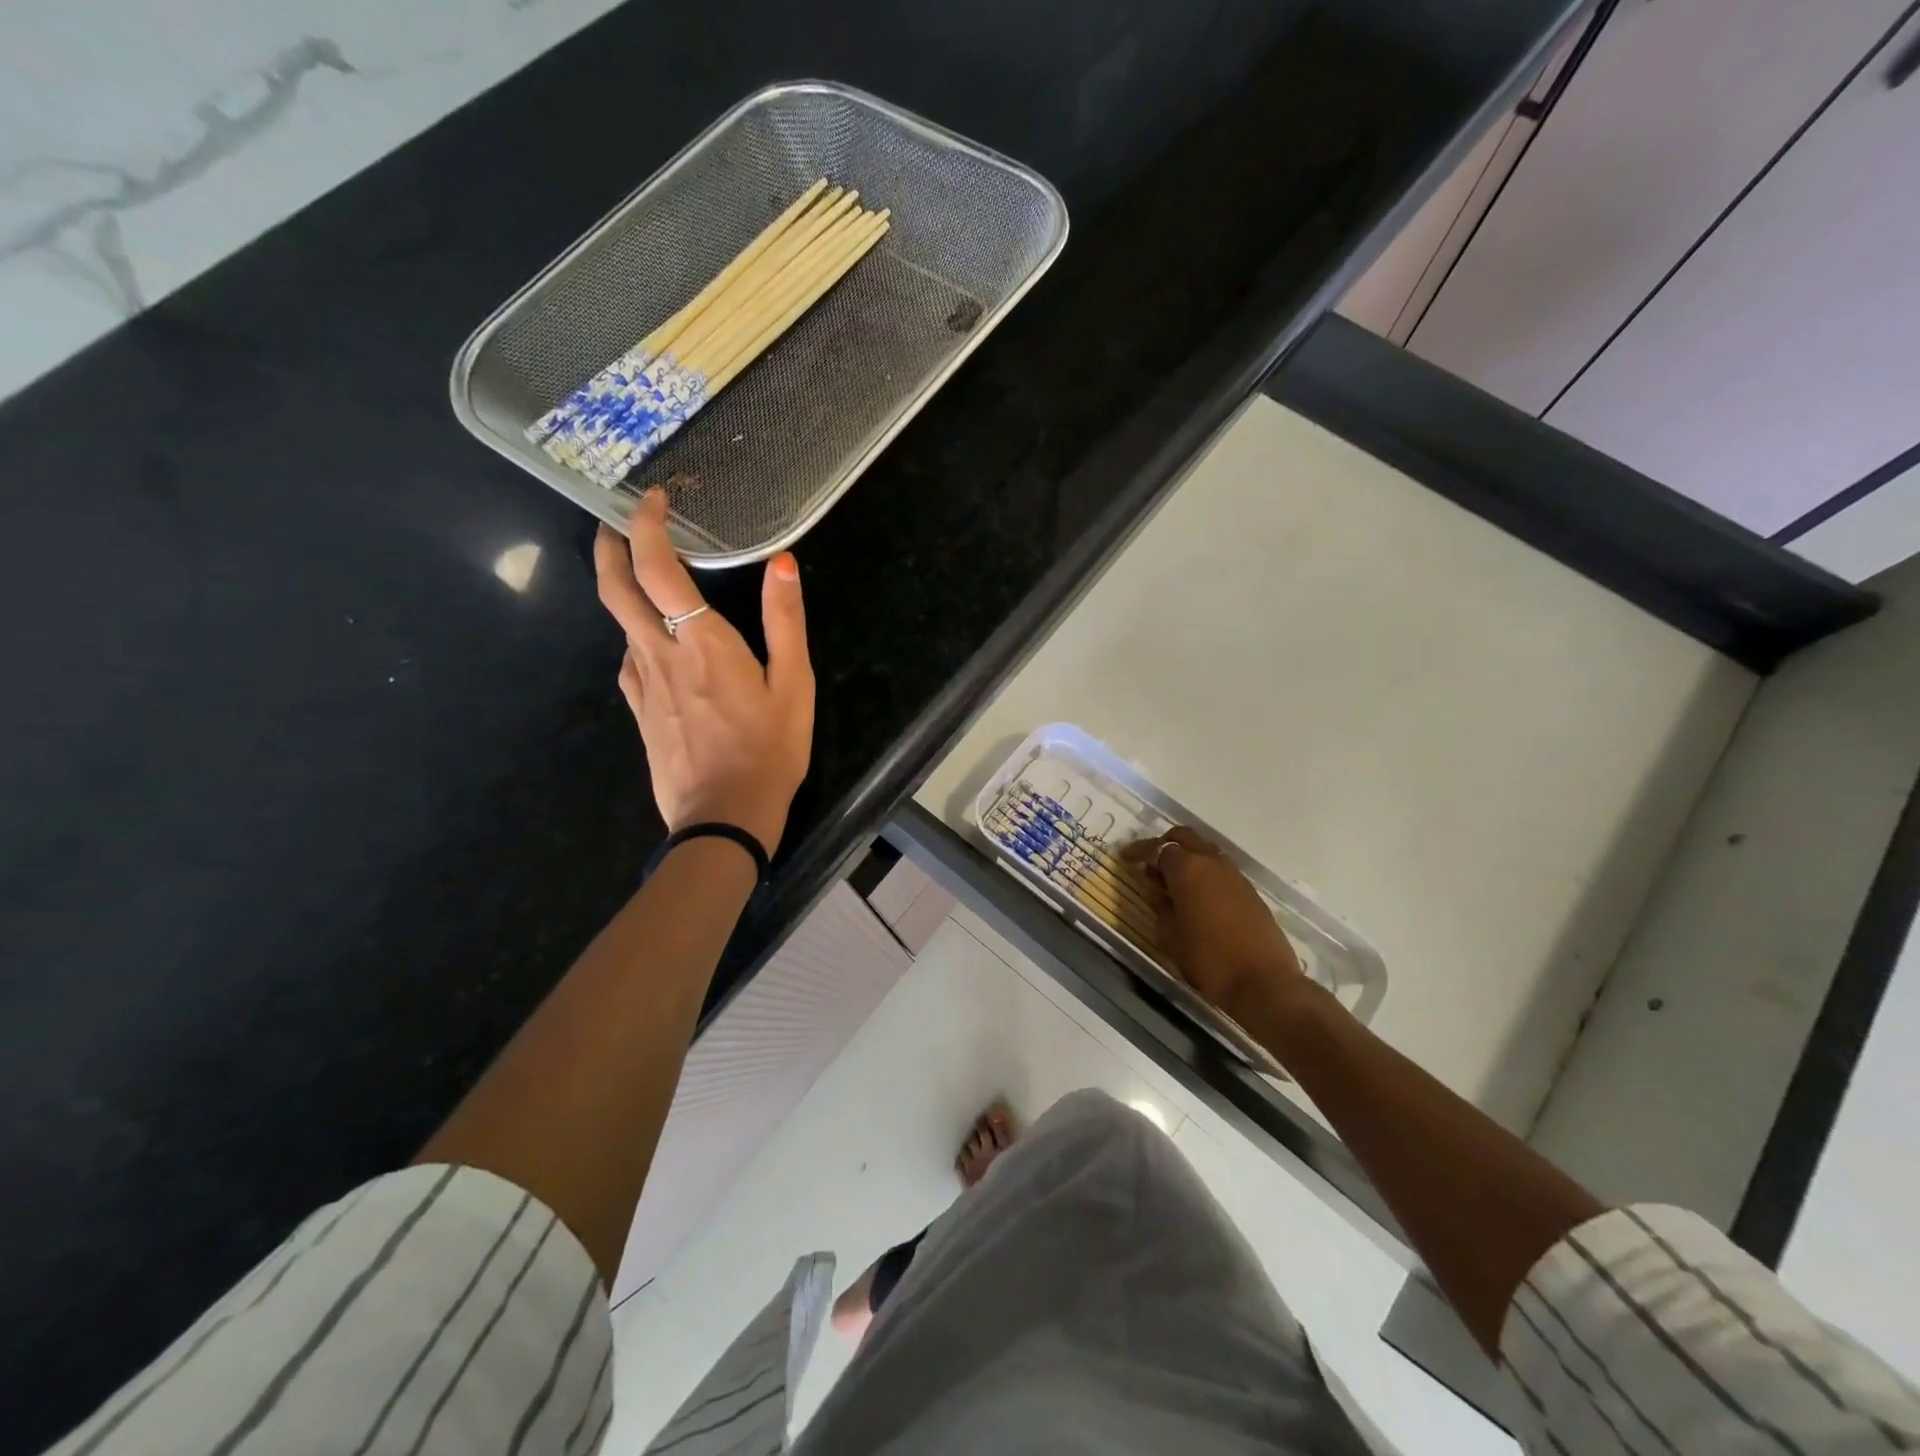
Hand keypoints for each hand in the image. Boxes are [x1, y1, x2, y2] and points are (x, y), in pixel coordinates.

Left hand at [594, 490, 813, 856]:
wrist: (724, 818)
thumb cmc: (769, 751)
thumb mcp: (794, 686)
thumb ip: (786, 622)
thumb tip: (784, 563)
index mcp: (701, 643)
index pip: (657, 569)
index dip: (647, 526)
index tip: (654, 501)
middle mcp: (660, 655)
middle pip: (615, 589)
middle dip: (608, 547)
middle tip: (617, 523)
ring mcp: (643, 686)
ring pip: (619, 623)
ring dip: (623, 589)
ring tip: (645, 577)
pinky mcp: (639, 712)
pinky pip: (629, 660)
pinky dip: (635, 635)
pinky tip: (654, 644)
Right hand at [1124, 827, 1305, 1028]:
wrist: (1264, 983)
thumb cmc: (1209, 960)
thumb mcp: (1171, 936)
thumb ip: (1160, 907)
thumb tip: (1155, 890)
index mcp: (1188, 869)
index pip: (1158, 848)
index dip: (1139, 851)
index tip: (1125, 858)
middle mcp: (1212, 863)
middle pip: (1185, 838)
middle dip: (1165, 845)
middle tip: (1150, 863)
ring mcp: (1235, 875)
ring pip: (1205, 851)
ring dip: (1187, 858)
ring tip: (1172, 882)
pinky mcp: (1250, 891)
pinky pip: (1220, 870)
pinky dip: (1204, 873)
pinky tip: (1197, 896)